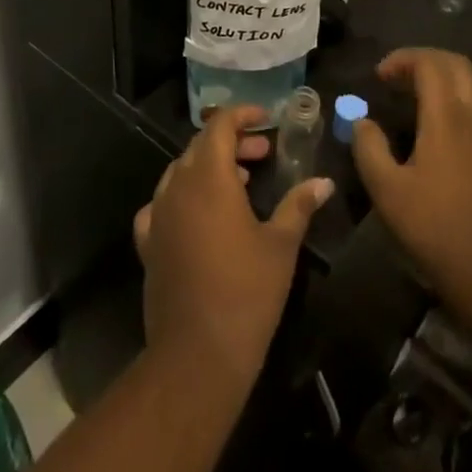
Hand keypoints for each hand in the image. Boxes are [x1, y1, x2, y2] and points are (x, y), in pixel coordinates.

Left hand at [133, 105, 333, 398]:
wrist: (196, 356)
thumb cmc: (246, 292)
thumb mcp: (281, 245)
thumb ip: (299, 204)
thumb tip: (324, 181)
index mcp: (209, 177)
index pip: (220, 125)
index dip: (243, 115)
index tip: (267, 120)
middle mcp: (178, 186)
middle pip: (201, 146)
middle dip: (232, 142)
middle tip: (263, 154)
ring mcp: (158, 214)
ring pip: (181, 172)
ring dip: (209, 167)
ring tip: (241, 183)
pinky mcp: (148, 243)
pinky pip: (162, 204)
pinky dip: (183, 197)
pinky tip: (199, 215)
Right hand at [351, 49, 471, 305]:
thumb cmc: (431, 225)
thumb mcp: (385, 188)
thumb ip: (368, 147)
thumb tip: (362, 122)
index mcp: (445, 116)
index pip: (429, 63)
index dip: (402, 59)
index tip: (380, 77)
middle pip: (456, 65)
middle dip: (426, 62)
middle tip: (399, 79)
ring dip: (449, 82)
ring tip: (424, 101)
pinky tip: (467, 132)